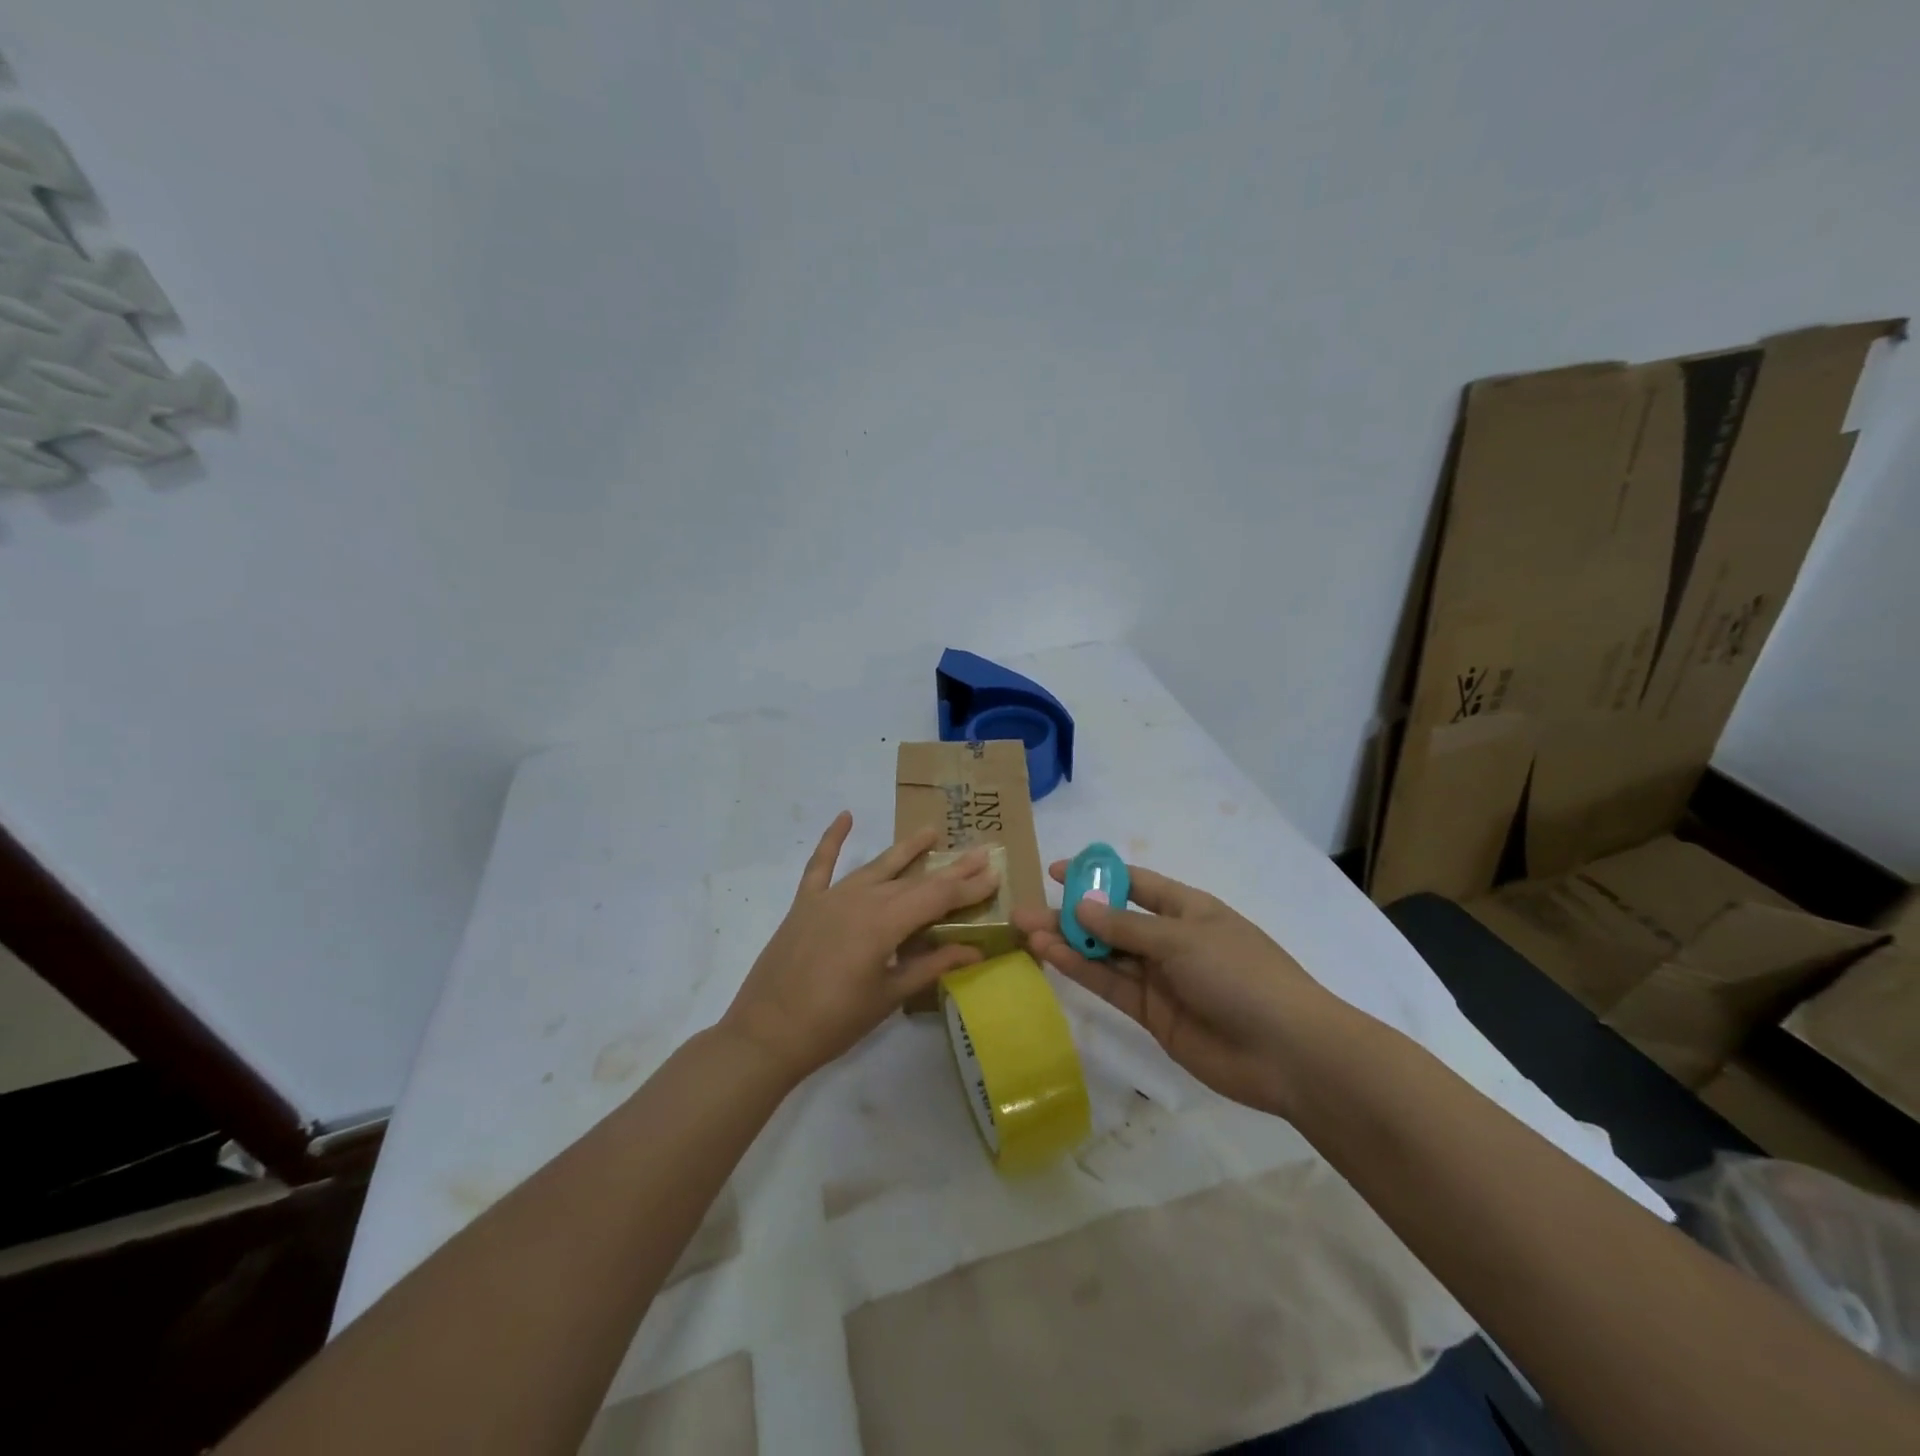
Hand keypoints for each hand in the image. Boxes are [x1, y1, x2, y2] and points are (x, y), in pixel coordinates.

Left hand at [720, 813, 998, 1083]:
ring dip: (906, 849)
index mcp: (884, 923)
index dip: (968, 887)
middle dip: (950, 868)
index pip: (937, 897)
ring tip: (931, 831)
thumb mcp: (889, 997)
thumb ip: (931, 966)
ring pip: (877, 866)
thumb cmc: (834, 1022)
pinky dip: (833, 839)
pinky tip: (845, 817)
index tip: (995, 873)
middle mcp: (861, 899)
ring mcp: (830, 897)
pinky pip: (820, 864)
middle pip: (914, 879)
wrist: (766, 1033)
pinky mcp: (805, 903)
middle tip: (980, 852)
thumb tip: (975, 951)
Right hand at [1015, 861, 1333, 1115]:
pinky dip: (1081, 970)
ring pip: (1105, 954)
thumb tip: (1079, 906)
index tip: (1054, 871)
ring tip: (1025, 930)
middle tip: (1025, 908)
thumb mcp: (1181, 938)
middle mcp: (1169, 938)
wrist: (1286, 1052)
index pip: (1133, 882)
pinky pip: (1111, 985)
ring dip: (1068, 942)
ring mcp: (1160, 977)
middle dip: (1071, 912)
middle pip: (1112, 919)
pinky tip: (1051, 956)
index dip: (1096, 875)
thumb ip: (1125, 926)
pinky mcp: (1152, 1014)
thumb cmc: (1239, 974)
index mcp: (1186, 908)